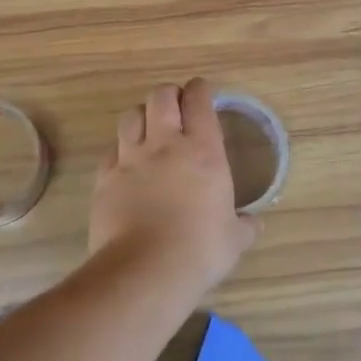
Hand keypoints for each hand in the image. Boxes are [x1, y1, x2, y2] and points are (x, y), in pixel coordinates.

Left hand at [90, 79, 256, 297]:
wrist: (145, 270)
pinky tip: (126, 164)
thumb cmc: (199, 250)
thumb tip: (255, 223)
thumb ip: (245, 225)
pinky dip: (119, 151)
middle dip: (169, 94)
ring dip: (141, 116)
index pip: (199, 102)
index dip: (200, 90)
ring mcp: (130, 159)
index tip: (202, 90)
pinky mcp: (105, 178)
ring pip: (130, 116)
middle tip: (176, 106)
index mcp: (203, 151)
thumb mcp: (233, 239)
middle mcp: (165, 145)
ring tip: (148, 128)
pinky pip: (110, 151)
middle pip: (160, 97)